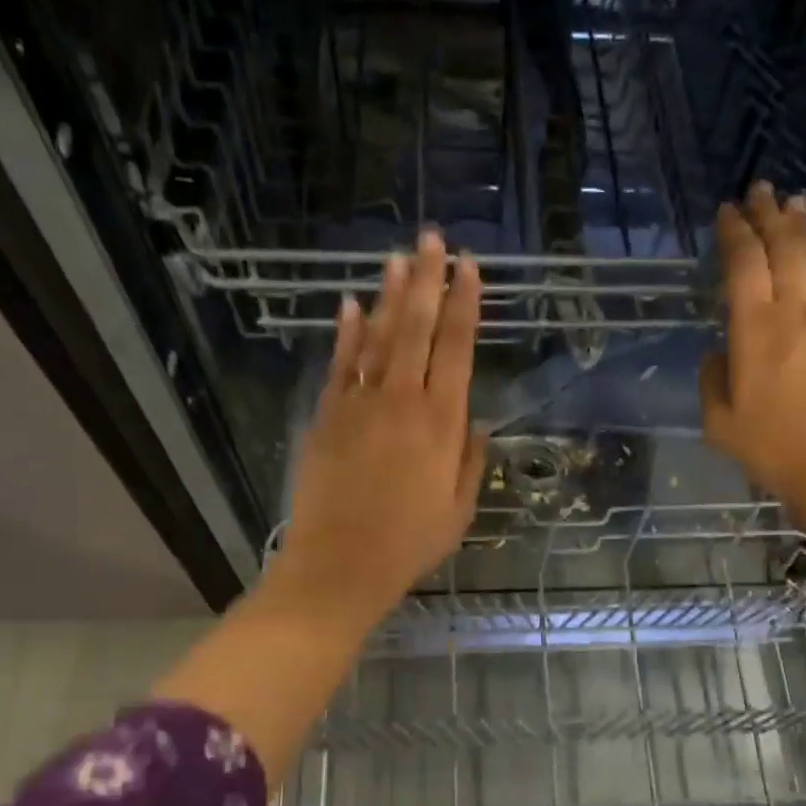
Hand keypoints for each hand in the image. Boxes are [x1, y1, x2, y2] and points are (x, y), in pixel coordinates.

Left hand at [268, 231, 487, 633]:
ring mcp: (359, 405)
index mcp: (442, 425)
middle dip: (429, 281)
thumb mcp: (459, 511)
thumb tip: (478, 422)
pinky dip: (347, 333)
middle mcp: (402, 402)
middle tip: (434, 239)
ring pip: (379, 337)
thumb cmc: (408, 545)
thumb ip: (471, 461)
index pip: (457, 349)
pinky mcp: (326, 417)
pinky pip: (340, 365)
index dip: (465, 305)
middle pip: (418, 329)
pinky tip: (352, 305)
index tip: (470, 268)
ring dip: (391, 296)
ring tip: (399, 258)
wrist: (339, 566)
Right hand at [699, 182, 805, 515]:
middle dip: (770, 215)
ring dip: (801, 230)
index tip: (727, 210)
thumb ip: (713, 380)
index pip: (744, 264)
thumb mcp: (719, 423)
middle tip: (761, 189)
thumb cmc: (772, 449)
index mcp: (755, 330)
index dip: (735, 232)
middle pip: (784, 248)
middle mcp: (794, 312)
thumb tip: (721, 354)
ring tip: (794, 206)